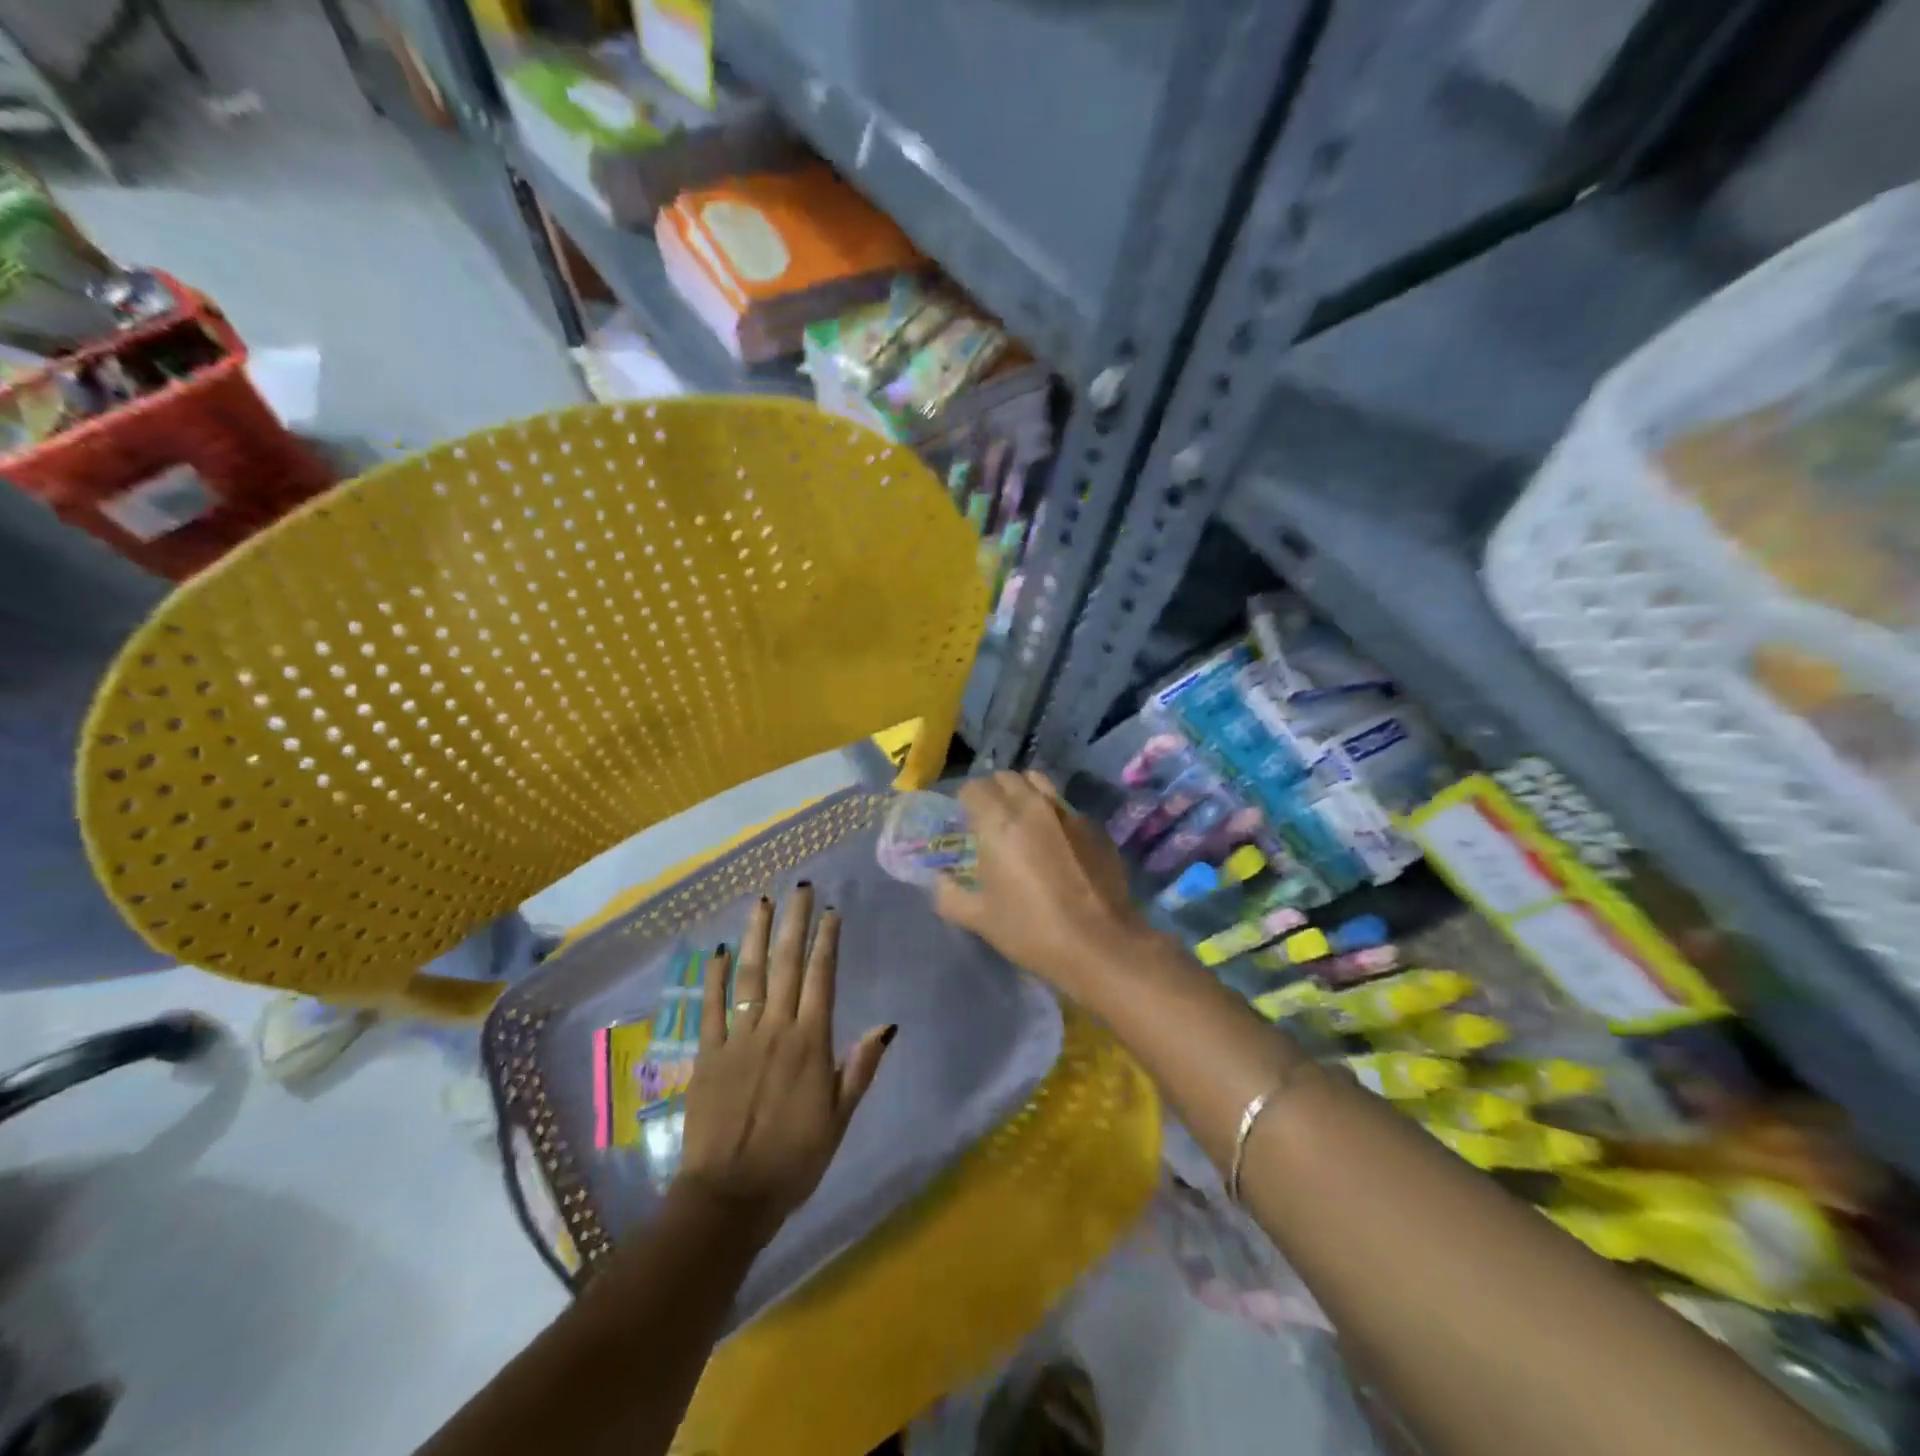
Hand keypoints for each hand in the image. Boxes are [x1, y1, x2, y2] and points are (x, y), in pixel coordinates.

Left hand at [677, 886, 895, 1241]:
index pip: (821, 978)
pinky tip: (720, 950)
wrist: (730, 1198)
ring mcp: (737, 1038)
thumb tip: (885, 1025)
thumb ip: (859, 1068)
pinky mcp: (706, 1054)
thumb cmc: (794, 1160)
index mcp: (811, 1043)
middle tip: (800, 888)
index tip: (830, 911)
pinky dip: (715, 977)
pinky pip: (711, 1007)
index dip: (826, 941)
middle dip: (794, 922)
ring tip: (763, 902)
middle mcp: (775, 1029)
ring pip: (750, 975)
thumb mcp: (840, 1119)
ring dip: (758, 936)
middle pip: (786, 964)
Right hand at [934, 771, 1149, 1003]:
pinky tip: (1055, 845)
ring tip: (1021, 821)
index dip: (964, 802)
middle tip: (989, 820)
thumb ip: (949, 895)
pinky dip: (1053, 815)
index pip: (973, 788)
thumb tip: (939, 881)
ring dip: (1024, 793)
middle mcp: (1033, 806)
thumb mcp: (980, 919)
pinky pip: (1065, 807)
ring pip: (1039, 783)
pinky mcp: (1095, 827)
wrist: (1101, 945)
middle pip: (1006, 777)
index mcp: (999, 822)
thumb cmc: (1032, 930)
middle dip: (993, 792)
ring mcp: (1068, 813)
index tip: (963, 823)